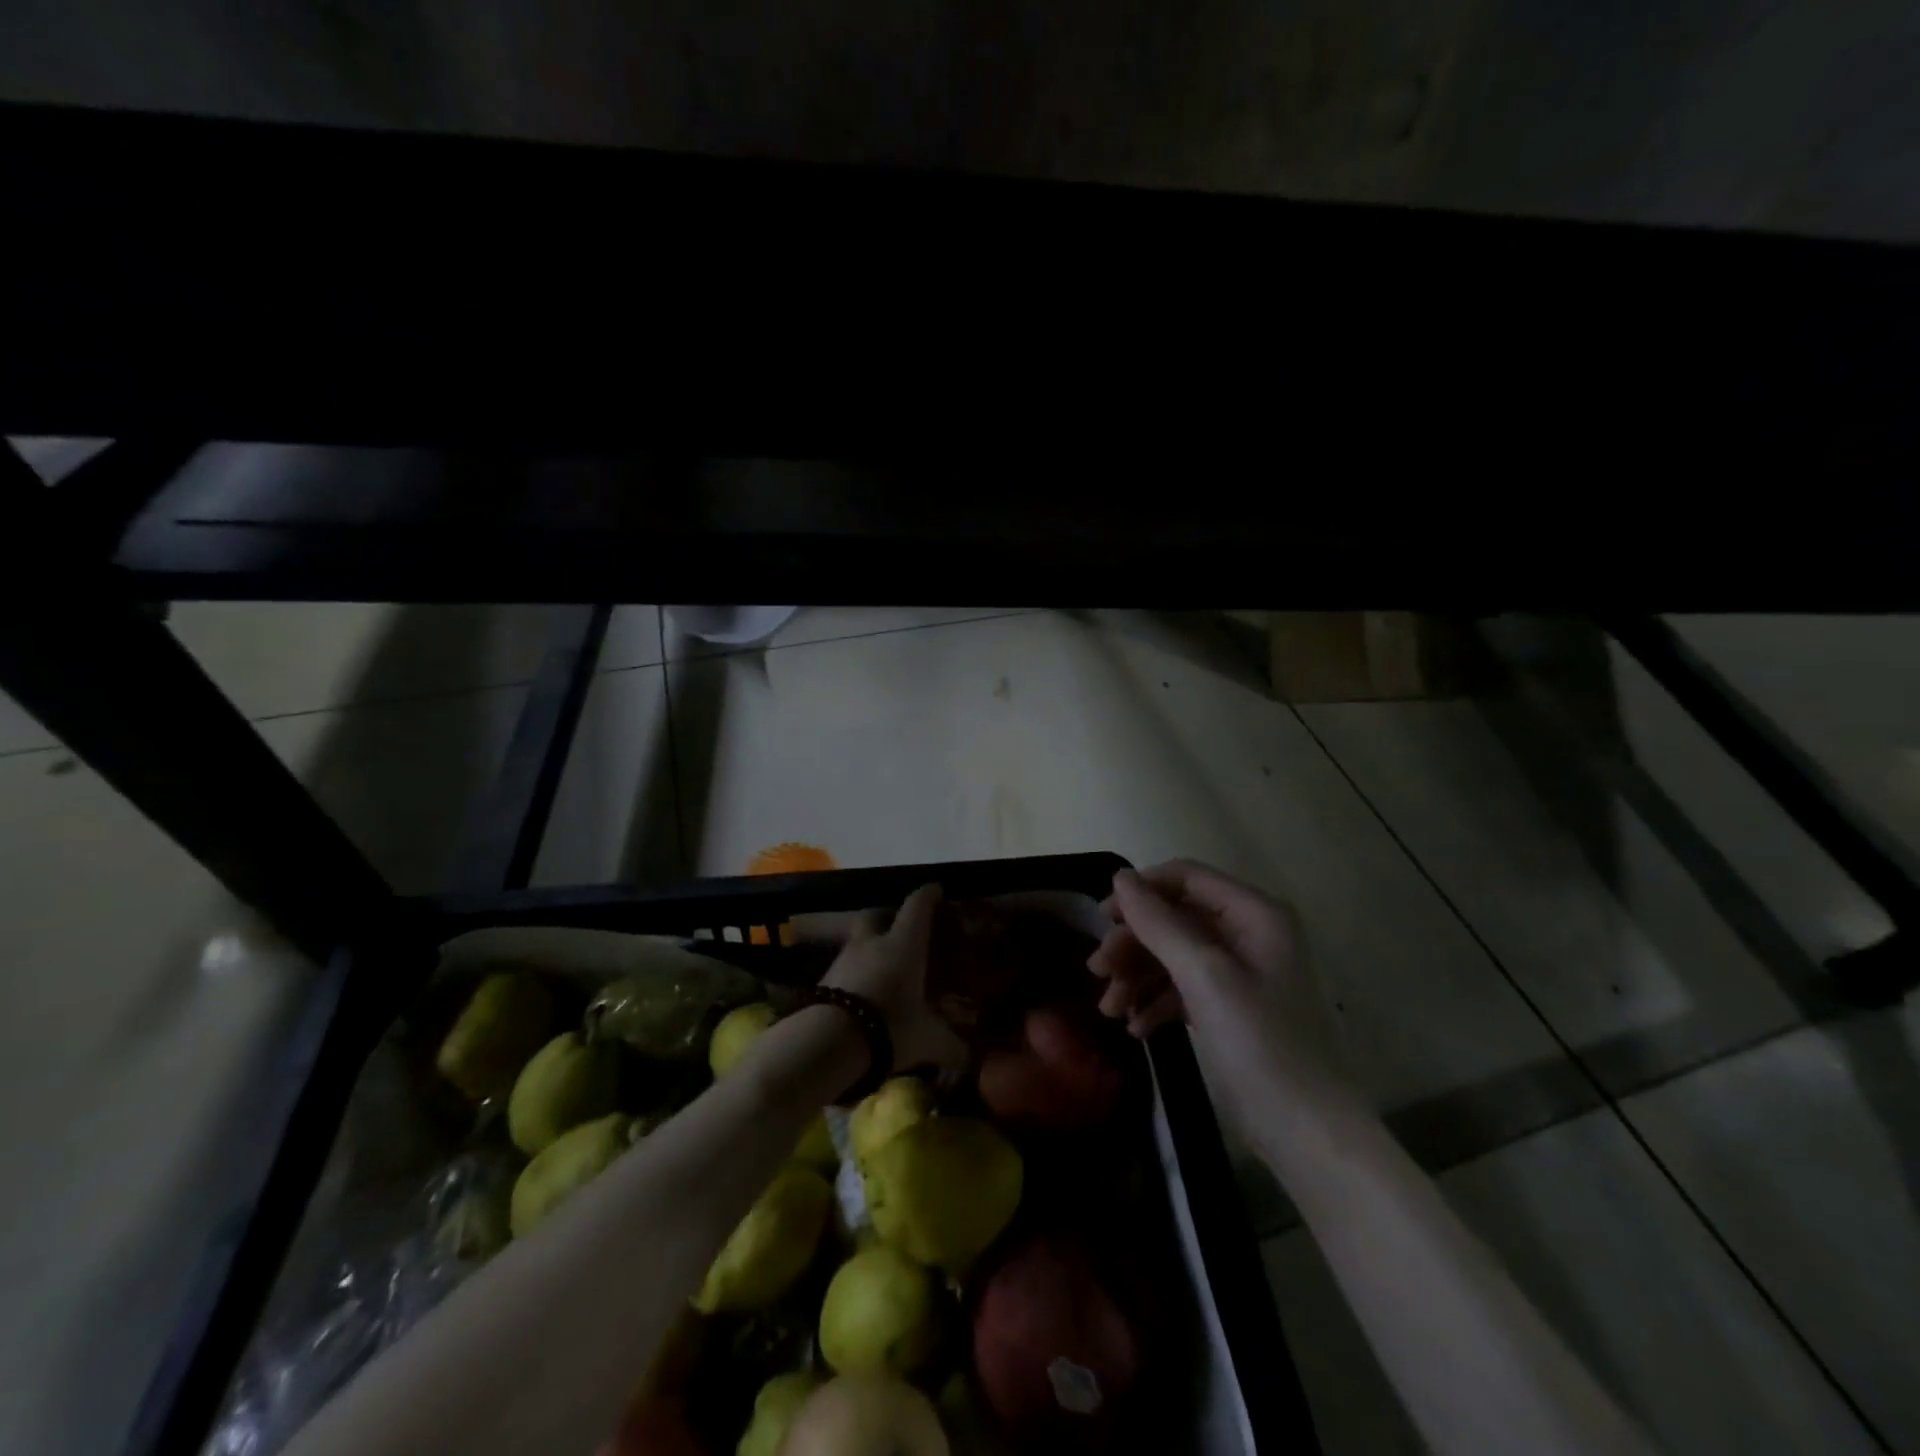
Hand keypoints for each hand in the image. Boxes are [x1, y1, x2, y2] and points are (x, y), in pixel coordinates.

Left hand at [822, 884, 967, 1076]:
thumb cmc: (889, 1026)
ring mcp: (843, 959)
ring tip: (882, 966)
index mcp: (903, 943)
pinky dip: (855, 973)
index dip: (928, 895)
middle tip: (900, 927)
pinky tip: (863, 992)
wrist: (827, 1043)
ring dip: (869, 947)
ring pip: (857, 941)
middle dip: (887, 915)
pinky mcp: (823, 981)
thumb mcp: (928, 1040)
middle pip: (876, 914)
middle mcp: (872, 943)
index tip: (936, 889)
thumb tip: (968, 1057)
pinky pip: (844, 968)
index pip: (917, 906)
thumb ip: (951, 1045)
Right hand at [1089, 860, 1354, 1117]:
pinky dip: (1156, 1002)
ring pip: (1173, 955)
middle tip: (1097, 972)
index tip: (1102, 920)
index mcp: (1254, 913)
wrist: (1309, 1134)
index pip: (1186, 877)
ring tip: (1110, 1010)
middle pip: (1174, 918)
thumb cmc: (1261, 1044)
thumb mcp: (1204, 976)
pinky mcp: (1230, 1007)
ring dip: (1138, 976)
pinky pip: (1182, 988)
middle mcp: (1248, 934)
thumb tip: (1120, 876)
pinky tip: (1137, 1028)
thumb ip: (1160, 923)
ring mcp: (1239, 973)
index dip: (1141, 892)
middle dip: (1134, 943)